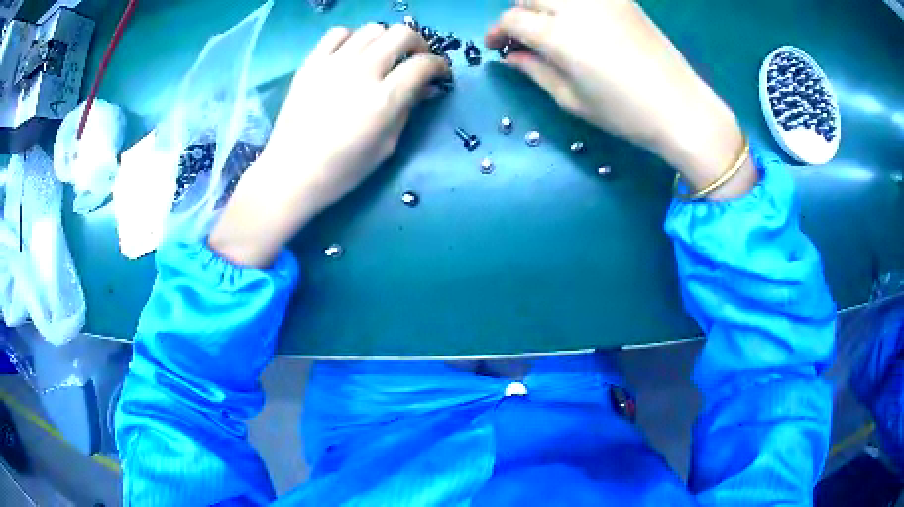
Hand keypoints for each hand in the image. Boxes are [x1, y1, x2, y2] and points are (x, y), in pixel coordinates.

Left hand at [210, 24, 449, 267]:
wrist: (290, 174)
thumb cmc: (342, 170)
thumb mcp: (386, 146)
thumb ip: (408, 110)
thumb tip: (425, 87)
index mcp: (383, 100)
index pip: (422, 64)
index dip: (439, 65)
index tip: (439, 73)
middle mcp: (361, 73)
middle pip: (401, 34)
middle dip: (417, 43)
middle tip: (414, 59)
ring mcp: (333, 64)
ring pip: (372, 28)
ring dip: (386, 39)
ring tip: (383, 55)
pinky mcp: (311, 64)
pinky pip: (337, 33)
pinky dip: (352, 37)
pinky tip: (352, 53)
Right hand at [486, 0, 755, 198]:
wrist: (681, 107)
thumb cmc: (624, 112)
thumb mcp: (571, 99)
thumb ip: (535, 71)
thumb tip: (511, 56)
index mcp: (559, 35)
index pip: (512, 19)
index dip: (497, 31)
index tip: (496, 46)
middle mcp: (576, 6)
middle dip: (518, 13)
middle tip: (523, 37)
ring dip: (542, 4)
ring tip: (550, 26)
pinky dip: (571, 3)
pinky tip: (579, 21)